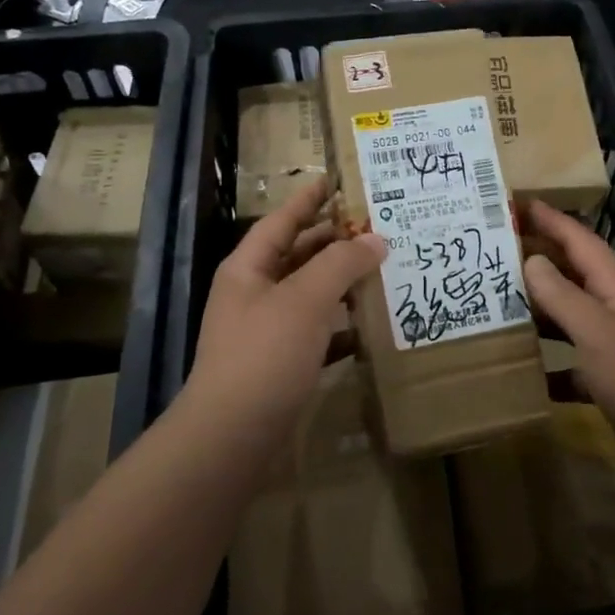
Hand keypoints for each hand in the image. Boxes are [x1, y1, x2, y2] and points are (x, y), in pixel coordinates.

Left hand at [186, 177, 384, 429]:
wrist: (233, 434)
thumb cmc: (265, 354)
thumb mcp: (305, 299)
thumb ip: (341, 264)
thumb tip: (376, 239)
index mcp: (249, 269)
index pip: (281, 222)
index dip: (307, 200)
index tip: (333, 180)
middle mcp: (254, 294)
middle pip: (297, 256)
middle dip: (333, 241)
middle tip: (374, 226)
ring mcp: (265, 331)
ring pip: (309, 294)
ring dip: (341, 283)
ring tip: (381, 269)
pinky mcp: (280, 364)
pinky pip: (316, 333)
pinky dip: (341, 326)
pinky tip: (369, 327)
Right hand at [521, 200, 614, 457]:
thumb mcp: (597, 329)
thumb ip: (562, 295)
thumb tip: (532, 260)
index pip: (579, 240)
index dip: (551, 219)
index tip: (517, 202)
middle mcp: (614, 309)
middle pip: (572, 275)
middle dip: (539, 259)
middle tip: (496, 250)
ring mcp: (613, 346)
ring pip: (569, 318)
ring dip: (539, 310)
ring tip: (497, 302)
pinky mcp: (609, 381)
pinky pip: (571, 364)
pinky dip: (548, 364)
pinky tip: (521, 369)